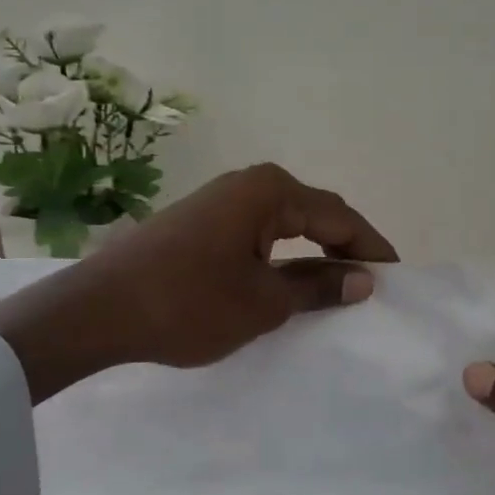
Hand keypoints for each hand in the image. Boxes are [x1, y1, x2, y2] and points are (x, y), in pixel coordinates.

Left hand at [0, 164, 397, 398]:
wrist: (97, 310)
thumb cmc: (189, 303)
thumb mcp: (264, 302)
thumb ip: (318, 287)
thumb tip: (364, 280)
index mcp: (270, 191)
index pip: (339, 216)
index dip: (372, 246)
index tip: (397, 277)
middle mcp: (247, 184)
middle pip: (313, 213)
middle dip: (345, 246)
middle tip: (371, 284)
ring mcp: (219, 200)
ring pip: (284, 223)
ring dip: (312, 252)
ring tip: (336, 286)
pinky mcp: (199, 221)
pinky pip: (257, 232)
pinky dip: (281, 255)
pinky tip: (287, 280)